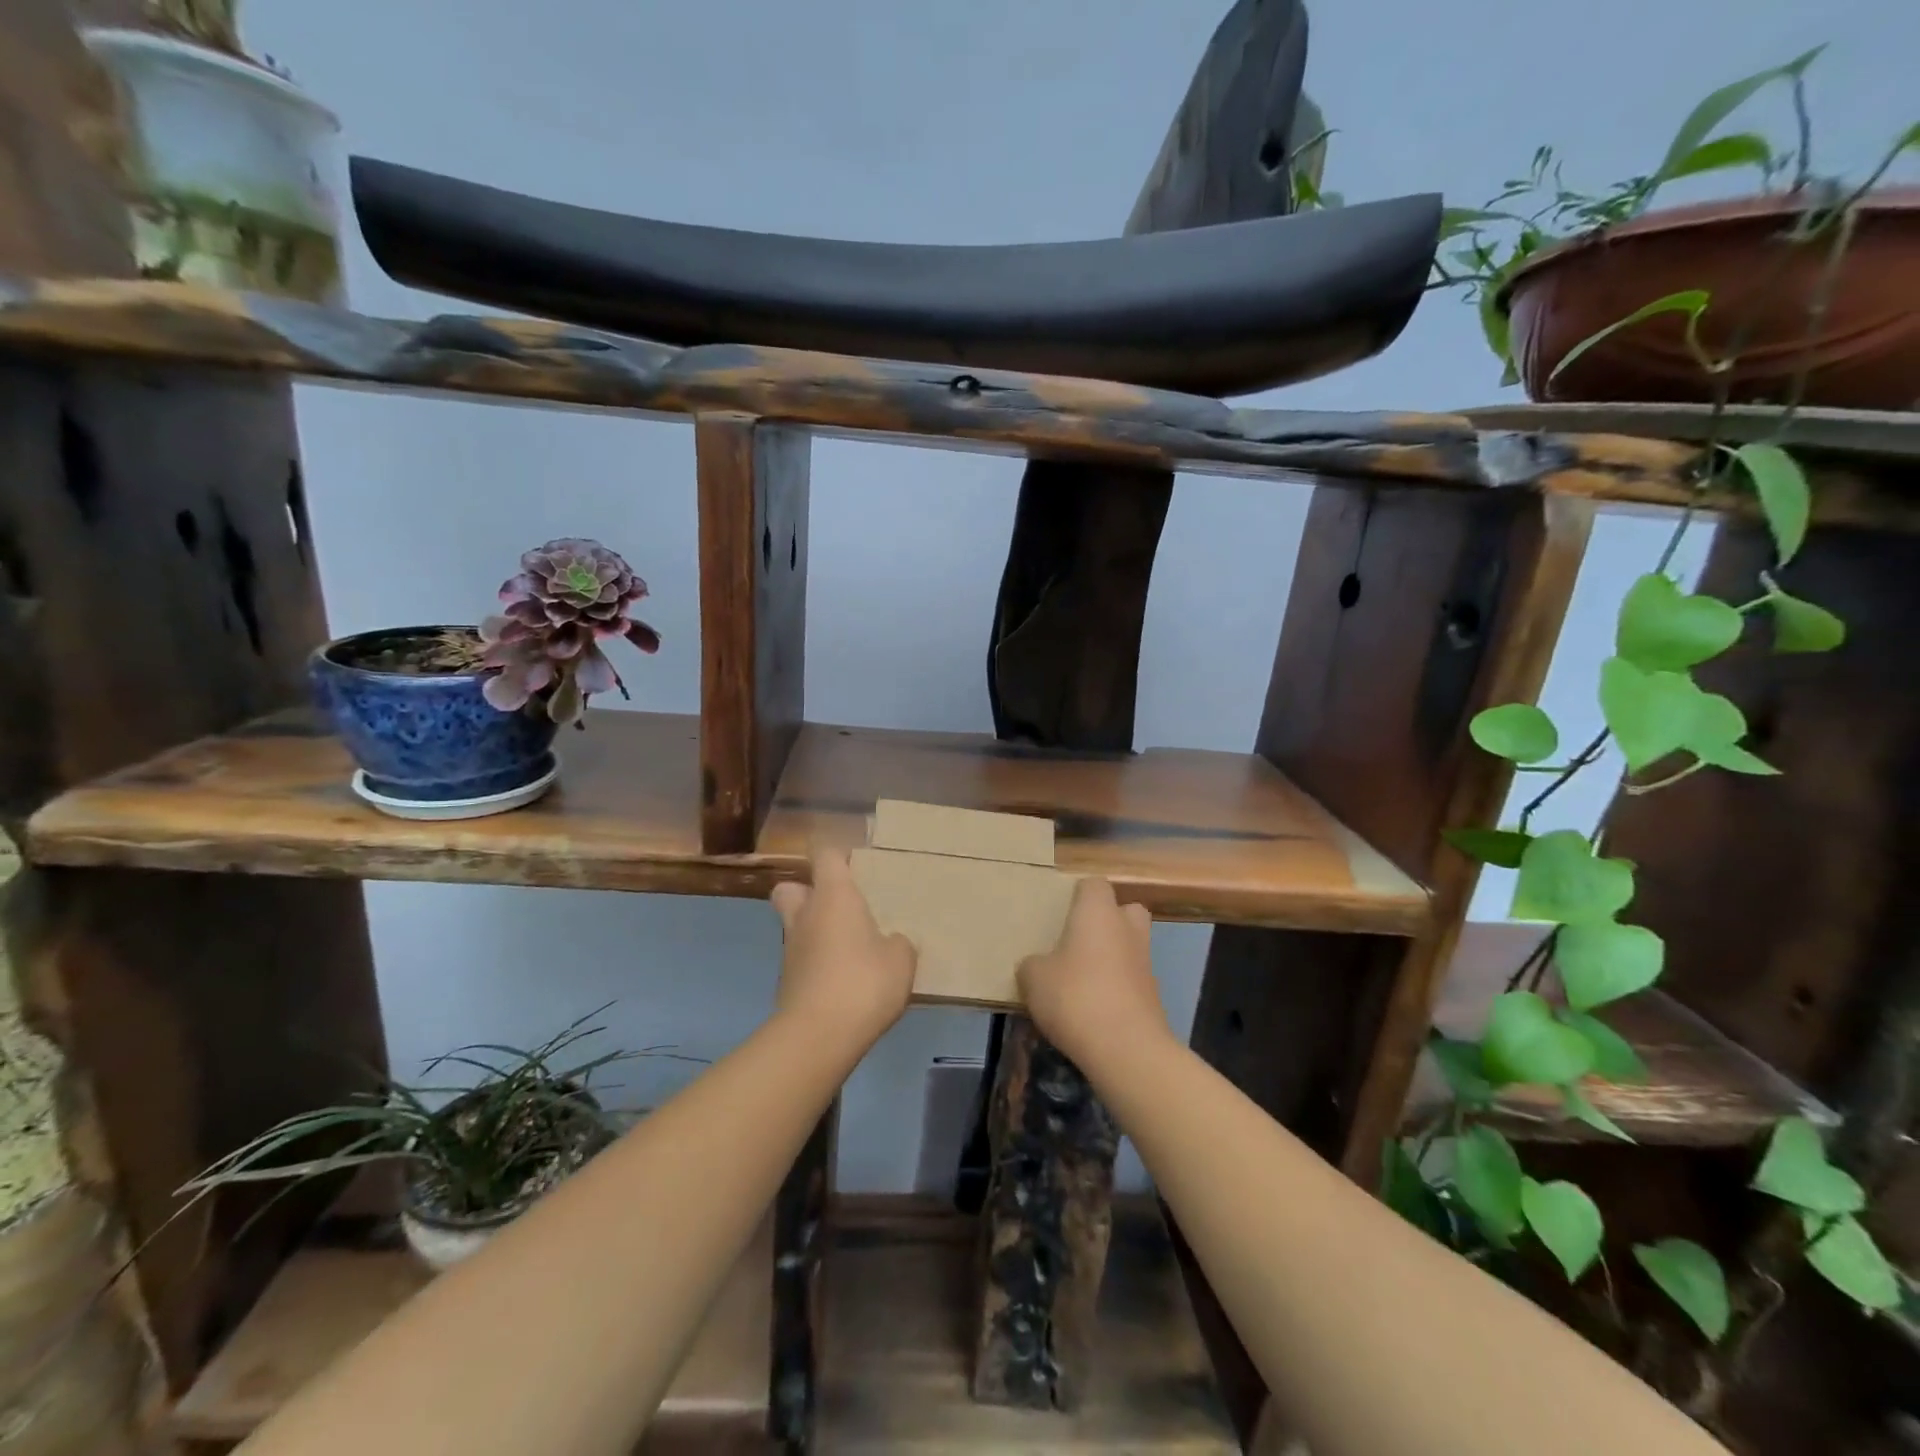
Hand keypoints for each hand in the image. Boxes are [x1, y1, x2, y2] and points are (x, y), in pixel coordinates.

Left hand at [770, 849, 915, 1054]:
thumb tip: (891, 942)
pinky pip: (801, 959)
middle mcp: (806, 915)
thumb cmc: (863, 982)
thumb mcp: (901, 959)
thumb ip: (898, 943)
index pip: (825, 855)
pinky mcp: (787, 982)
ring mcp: (791, 950)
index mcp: (834, 896)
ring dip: (815, 930)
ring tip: (849, 947)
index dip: (838, 853)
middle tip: (838, 904)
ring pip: (795, 925)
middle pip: (790, 887)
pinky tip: (843, 980)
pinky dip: (817, 963)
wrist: (818, 1036)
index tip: (855, 861)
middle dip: (807, 890)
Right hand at [1018, 877, 1170, 1070]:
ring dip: (1112, 956)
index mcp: (1098, 912)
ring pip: (1130, 945)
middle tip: (1079, 939)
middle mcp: (1127, 928)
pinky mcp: (1153, 995)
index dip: (1078, 895)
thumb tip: (1037, 965)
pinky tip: (1093, 1008)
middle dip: (1107, 920)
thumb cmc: (1075, 996)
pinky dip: (1117, 986)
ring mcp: (1145, 962)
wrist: (1126, 1048)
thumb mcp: (1034, 978)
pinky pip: (1132, 979)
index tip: (1061, 912)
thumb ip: (1033, 964)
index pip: (1094, 884)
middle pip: (1124, 909)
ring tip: (1081, 978)